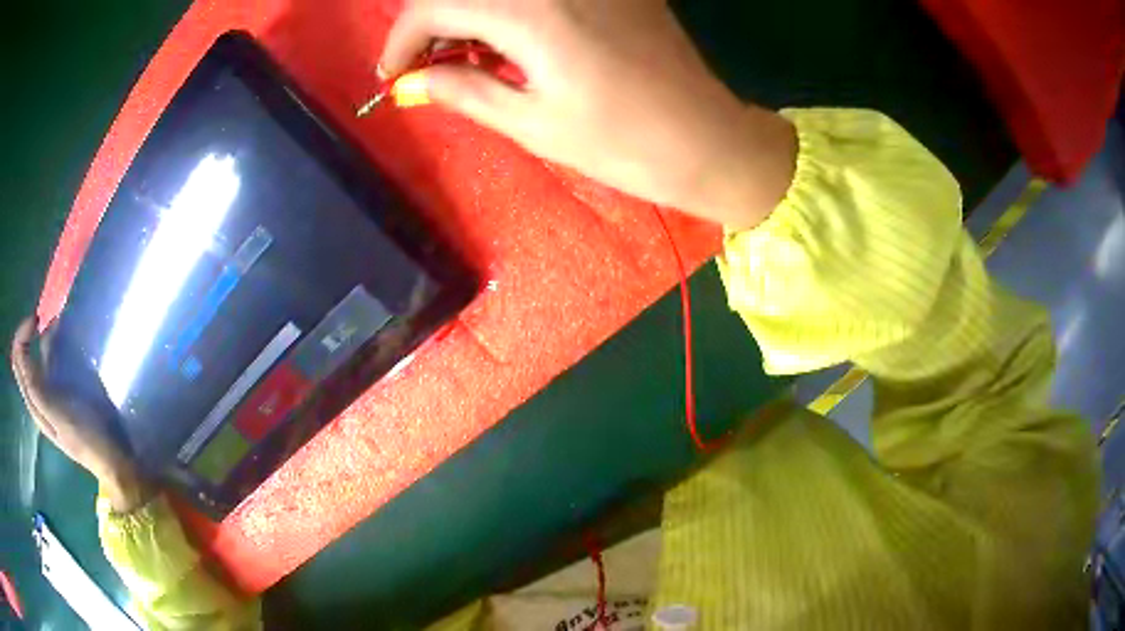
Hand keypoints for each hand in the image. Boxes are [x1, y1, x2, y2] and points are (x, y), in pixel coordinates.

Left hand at [11, 317, 150, 512]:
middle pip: (21, 355)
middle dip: (29, 330)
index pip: (18, 358)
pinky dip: (51, 341)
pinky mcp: (61, 390)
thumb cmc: (87, 438)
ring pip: (33, 354)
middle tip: (45, 316)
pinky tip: (63, 334)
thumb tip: (30, 349)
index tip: (39, 319)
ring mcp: (49, 393)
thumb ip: (38, 390)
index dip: (23, 333)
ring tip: (55, 320)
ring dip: (40, 333)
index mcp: (34, 402)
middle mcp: (37, 396)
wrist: (113, 459)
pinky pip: (47, 359)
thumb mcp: (59, 416)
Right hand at [380, 0, 795, 228]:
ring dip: (468, 11)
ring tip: (466, 55)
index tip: (392, 74)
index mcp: (530, 13)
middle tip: (426, 64)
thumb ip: (463, 90)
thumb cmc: (623, 144)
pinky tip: (510, 37)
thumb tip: (410, 82)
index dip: (402, 39)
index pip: (434, 5)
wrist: (706, 138)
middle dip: (430, 21)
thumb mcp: (532, 124)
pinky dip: (507, 6)